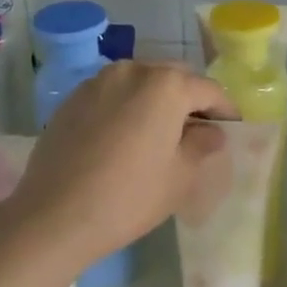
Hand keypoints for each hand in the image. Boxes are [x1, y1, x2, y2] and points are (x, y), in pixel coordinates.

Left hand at [7, 61, 234, 268]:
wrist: (54, 216)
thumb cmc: (130, 196)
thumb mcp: (181, 176)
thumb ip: (202, 145)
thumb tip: (211, 133)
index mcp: (166, 85)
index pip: (209, 90)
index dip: (225, 110)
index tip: (232, 129)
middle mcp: (132, 71)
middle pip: (173, 79)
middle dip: (190, 100)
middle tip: (198, 131)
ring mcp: (97, 82)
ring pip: (140, 83)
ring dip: (156, 101)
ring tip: (161, 134)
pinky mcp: (72, 99)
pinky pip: (113, 95)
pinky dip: (127, 108)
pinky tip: (126, 138)